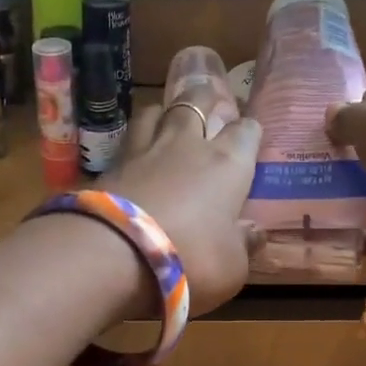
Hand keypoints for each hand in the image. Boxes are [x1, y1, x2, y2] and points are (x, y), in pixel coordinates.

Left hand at [100, 98, 262, 316]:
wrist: (114, 252)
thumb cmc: (190, 257)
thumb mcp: (231, 266)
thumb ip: (244, 245)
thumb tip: (255, 232)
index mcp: (227, 164)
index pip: (245, 131)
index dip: (249, 132)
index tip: (249, 137)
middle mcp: (187, 145)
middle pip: (197, 102)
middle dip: (206, 99)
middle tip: (209, 102)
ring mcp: (145, 149)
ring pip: (156, 111)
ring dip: (165, 111)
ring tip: (167, 118)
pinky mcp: (111, 163)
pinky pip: (128, 137)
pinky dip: (134, 138)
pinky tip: (134, 149)